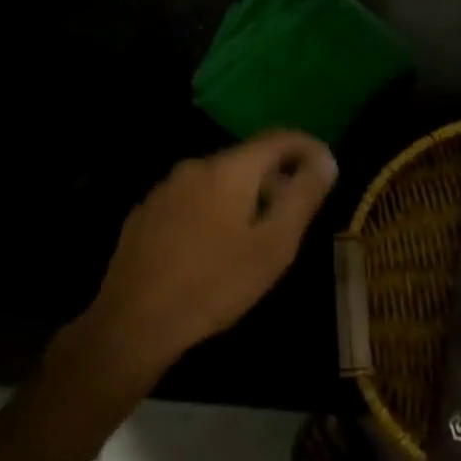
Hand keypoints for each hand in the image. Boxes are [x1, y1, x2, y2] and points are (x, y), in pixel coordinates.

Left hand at [80, 132, 337, 376]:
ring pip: (218, 179)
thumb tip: (326, 160)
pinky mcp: (146, 213)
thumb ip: (302, 197)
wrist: (133, 322)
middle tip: (294, 212)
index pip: (278, 138)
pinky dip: (214, 209)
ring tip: (256, 234)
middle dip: (276, 177)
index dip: (307, 147)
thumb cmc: (215, 283)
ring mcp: (165, 188)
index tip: (327, 166)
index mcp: (229, 168)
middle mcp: (195, 166)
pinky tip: (214, 246)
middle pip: (247, 158)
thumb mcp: (273, 245)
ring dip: (244, 195)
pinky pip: (192, 198)